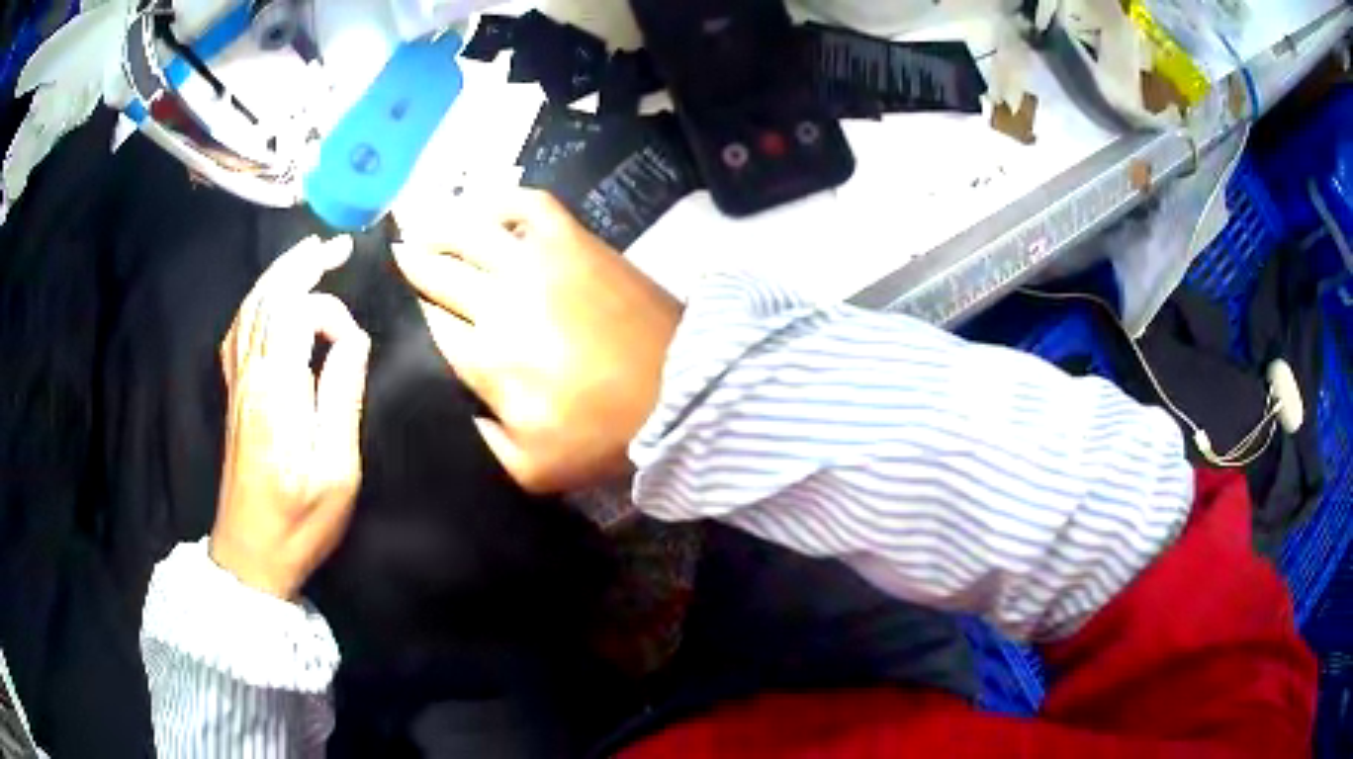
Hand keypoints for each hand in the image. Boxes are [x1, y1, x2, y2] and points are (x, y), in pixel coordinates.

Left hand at [211, 235, 371, 599]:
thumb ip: (342, 397)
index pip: (298, 313)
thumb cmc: (298, 521)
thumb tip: (354, 341)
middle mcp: (251, 374)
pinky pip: (238, 330)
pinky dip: (255, 303)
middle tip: (336, 245)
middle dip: (302, 263)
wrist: (250, 554)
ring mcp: (237, 383)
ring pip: (250, 308)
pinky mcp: (234, 396)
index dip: (331, 313)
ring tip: (307, 256)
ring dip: (278, 274)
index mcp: (277, 389)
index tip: (354, 348)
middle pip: (268, 296)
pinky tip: (267, 301)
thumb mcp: (336, 470)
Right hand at [393, 190, 681, 493]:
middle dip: (404, 268)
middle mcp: (500, 299)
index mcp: (487, 359)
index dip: (395, 313)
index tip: (378, 307)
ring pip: (466, 231)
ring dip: (432, 230)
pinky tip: (481, 209)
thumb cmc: (606, 435)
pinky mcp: (574, 240)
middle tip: (385, 265)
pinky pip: (526, 204)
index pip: (422, 325)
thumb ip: (475, 443)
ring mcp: (539, 261)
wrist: (683, 392)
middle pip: (434, 272)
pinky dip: (498, 201)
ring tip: (415, 234)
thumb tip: (439, 404)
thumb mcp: (531, 468)